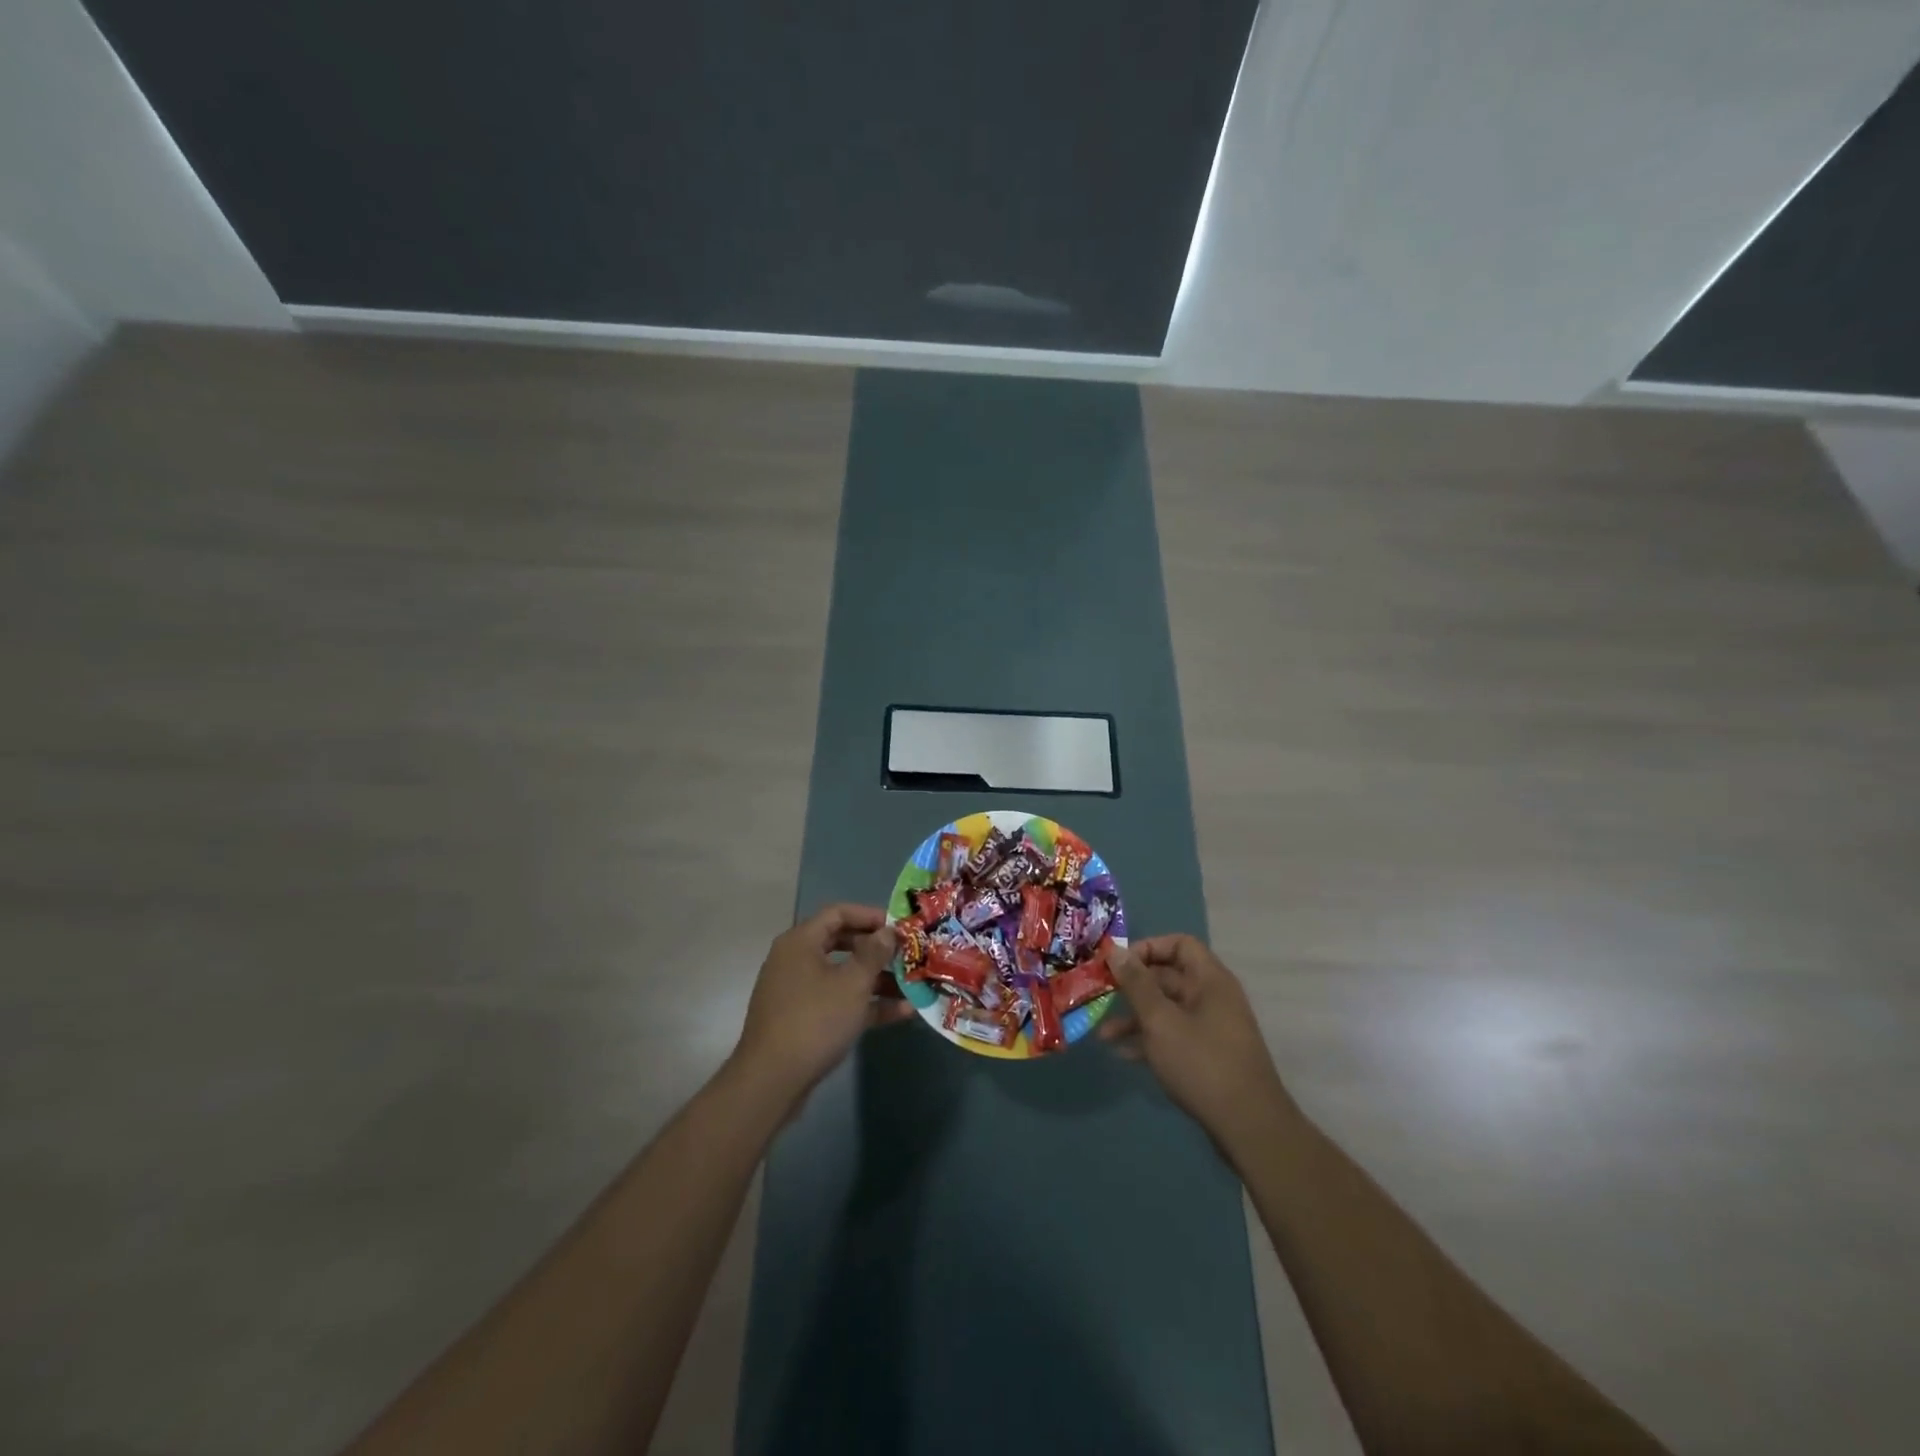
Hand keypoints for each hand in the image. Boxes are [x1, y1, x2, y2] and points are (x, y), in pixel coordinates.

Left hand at [730, 904, 912, 1112]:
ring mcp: (798, 991)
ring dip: (877, 980)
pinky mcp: (802, 1019)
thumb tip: (887, 932)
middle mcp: (796, 960)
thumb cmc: (815, 1020)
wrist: (771, 1081)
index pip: (838, 913)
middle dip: (877, 950)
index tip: (900, 927)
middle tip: (907, 955)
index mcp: (801, 942)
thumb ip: (874, 953)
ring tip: (912, 986)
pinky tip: (900, 1013)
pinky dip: (865, 1004)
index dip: (870, 915)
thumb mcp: (853, 984)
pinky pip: (838, 1001)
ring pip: (843, 975)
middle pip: (842, 943)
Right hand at [1101, 935, 1292, 1151]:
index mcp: (1210, 980)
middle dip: (1133, 986)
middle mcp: (1213, 998)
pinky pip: (1173, 1035)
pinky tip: (1123, 1055)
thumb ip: (1137, 984)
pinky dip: (1149, 1040)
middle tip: (1101, 994)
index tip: (1119, 964)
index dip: (1148, 948)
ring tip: (1103, 1034)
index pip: (1179, 945)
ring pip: (1167, 1009)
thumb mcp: (1160, 1021)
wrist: (1249, 1127)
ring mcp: (1212, 1028)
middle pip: (1168, 977)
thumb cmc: (1202, 1063)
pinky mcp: (1208, 1056)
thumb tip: (1117, 951)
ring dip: (1135, 1018)